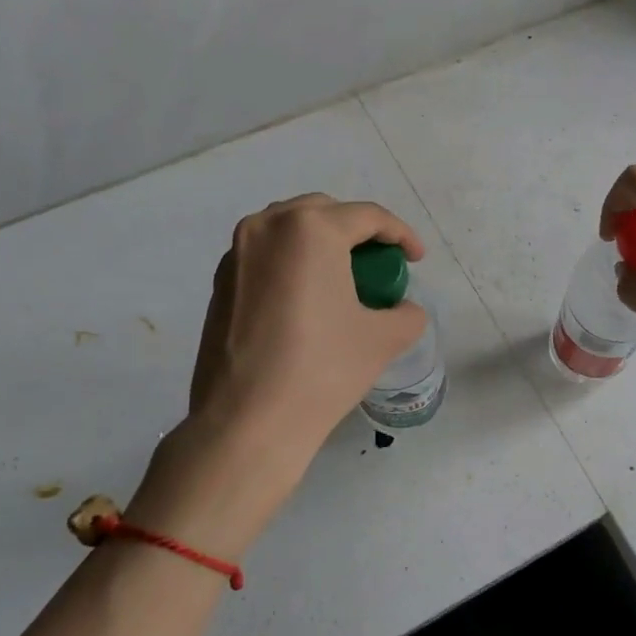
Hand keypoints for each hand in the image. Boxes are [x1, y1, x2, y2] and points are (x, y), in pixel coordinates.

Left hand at [186, 194, 428, 457]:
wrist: (246, 422)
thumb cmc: (322, 370)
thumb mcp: (383, 339)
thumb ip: (406, 313)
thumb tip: (402, 309)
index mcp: (310, 229)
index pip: (367, 216)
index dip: (401, 234)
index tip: (417, 260)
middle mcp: (266, 227)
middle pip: (324, 212)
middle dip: (357, 233)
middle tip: (379, 266)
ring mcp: (236, 254)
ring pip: (289, 230)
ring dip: (321, 245)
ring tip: (342, 281)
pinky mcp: (219, 283)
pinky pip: (265, 256)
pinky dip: (292, 264)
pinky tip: (306, 301)